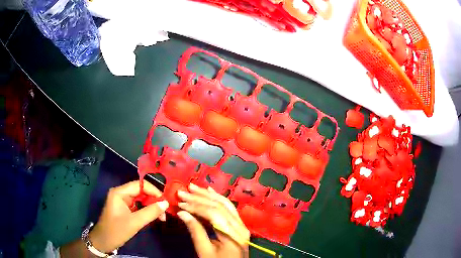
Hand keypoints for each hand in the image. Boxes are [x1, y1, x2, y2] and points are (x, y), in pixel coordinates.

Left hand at [89, 180, 168, 252]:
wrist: (104, 242)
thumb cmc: (117, 230)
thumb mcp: (135, 222)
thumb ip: (151, 212)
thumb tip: (166, 203)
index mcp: (119, 192)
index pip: (139, 185)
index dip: (153, 191)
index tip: (165, 201)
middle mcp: (121, 193)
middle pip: (141, 192)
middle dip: (153, 200)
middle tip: (164, 212)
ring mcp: (122, 201)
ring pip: (141, 199)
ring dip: (151, 207)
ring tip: (161, 217)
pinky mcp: (124, 209)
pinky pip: (138, 206)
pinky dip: (146, 211)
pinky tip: (154, 217)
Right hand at [176, 183, 249, 257]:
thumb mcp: (204, 251)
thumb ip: (195, 231)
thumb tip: (182, 213)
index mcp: (233, 234)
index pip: (213, 213)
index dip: (195, 206)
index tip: (180, 203)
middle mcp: (240, 226)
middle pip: (219, 206)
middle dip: (200, 197)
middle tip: (184, 191)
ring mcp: (241, 225)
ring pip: (225, 204)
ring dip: (208, 195)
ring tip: (194, 187)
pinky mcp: (239, 225)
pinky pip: (229, 209)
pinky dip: (218, 199)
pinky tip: (210, 192)